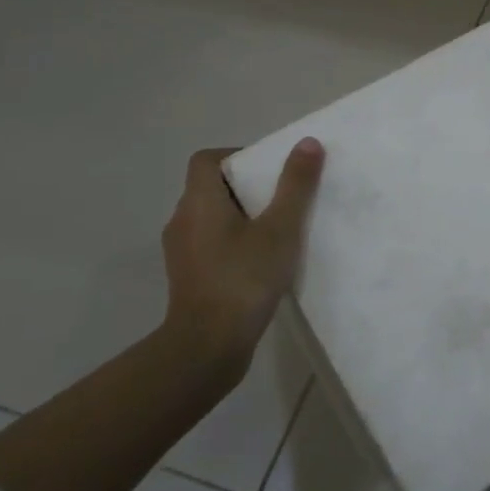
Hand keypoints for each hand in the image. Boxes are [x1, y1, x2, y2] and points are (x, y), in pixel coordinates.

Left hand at [160, 138, 324, 372]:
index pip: (206, 160)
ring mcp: (181, 252)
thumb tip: (308, 142)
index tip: (269, 171)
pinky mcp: (188, 278)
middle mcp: (182, 221)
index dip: (237, 156)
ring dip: (241, 217)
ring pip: (211, 218)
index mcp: (199, 202)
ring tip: (276, 230)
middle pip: (211, 187)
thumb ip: (295, 185)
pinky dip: (233, 242)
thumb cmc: (243, 279)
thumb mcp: (280, 229)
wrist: (207, 348)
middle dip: (247, 187)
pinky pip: (210, 244)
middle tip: (282, 198)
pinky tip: (261, 262)